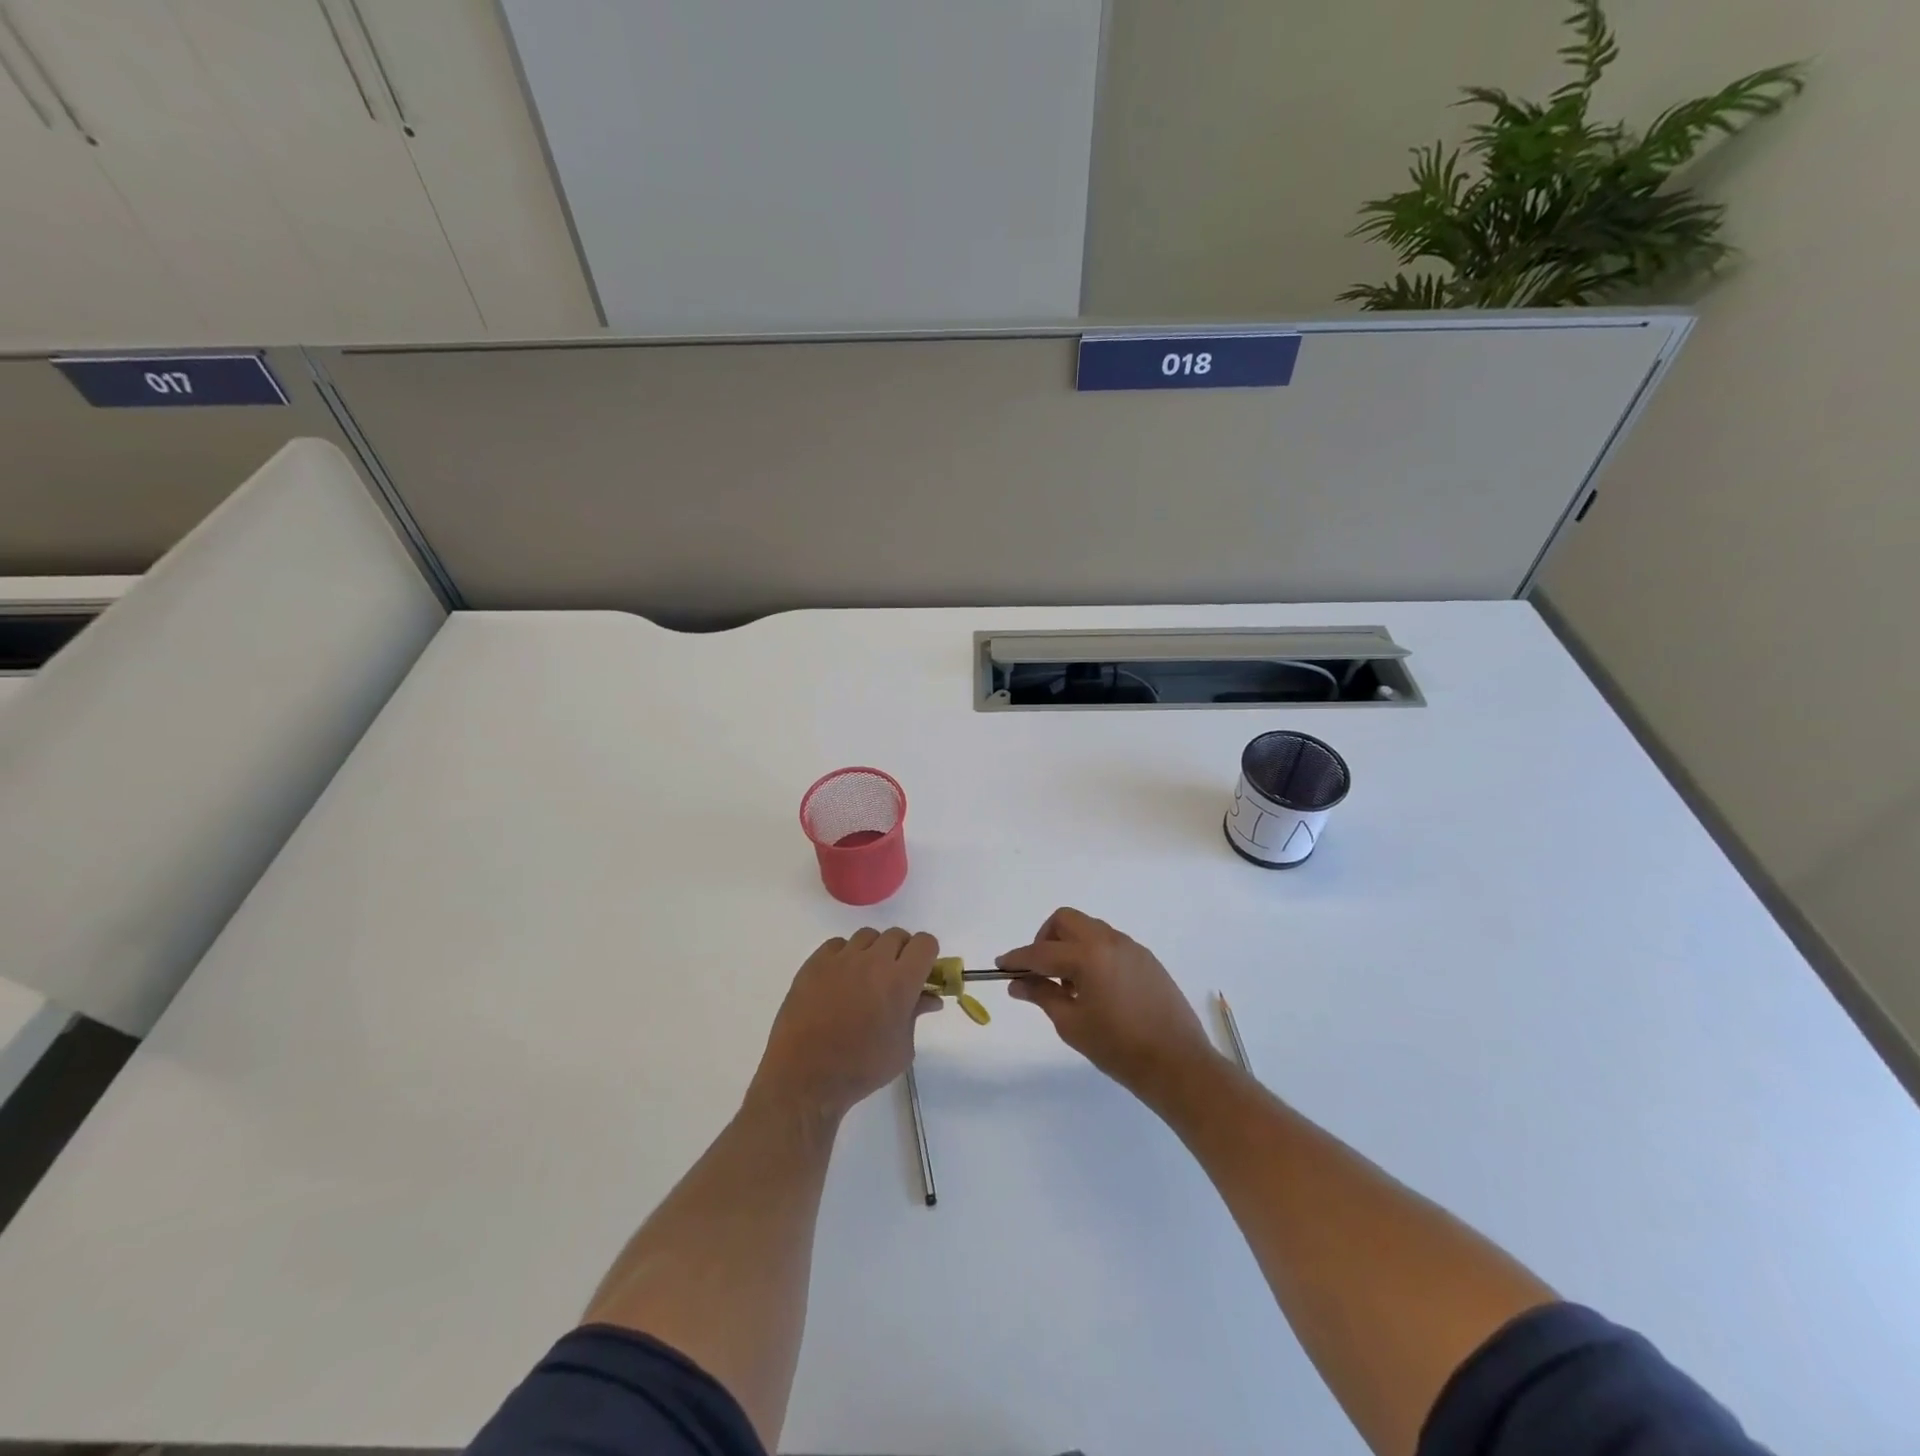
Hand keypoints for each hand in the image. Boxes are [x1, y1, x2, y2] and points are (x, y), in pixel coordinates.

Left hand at [750, 928, 941, 1119]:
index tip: (921, 973)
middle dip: (901, 953)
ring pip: (867, 936)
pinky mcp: (815, 962)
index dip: (926, 955)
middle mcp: (873, 960)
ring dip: (872, 952)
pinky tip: (838, 980)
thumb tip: (929, 998)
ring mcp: (842, 958)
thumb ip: (916, 1015)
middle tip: (893, 978)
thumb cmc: (861, 1069)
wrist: (805, 1077)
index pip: (925, 943)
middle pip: (897, 935)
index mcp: (901, 981)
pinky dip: (844, 956)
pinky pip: (837, 945)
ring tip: (864, 979)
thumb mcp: (901, 1049)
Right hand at [998, 908, 1222, 1101]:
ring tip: (1069, 983)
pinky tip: (1095, 987)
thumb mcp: (1072, 1024)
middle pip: (1066, 920)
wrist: (1178, 1064)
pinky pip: (1109, 942)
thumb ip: (1042, 995)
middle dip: (1045, 938)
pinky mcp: (1146, 959)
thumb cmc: (1119, 1048)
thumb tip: (1017, 982)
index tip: (1001, 966)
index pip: (1041, 951)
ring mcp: (1131, 947)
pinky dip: (1092, 952)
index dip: (1017, 958)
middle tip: (1039, 970)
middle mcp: (1109, 941)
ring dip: (1070, 944)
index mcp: (1087, 956)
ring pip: (1089, 928)